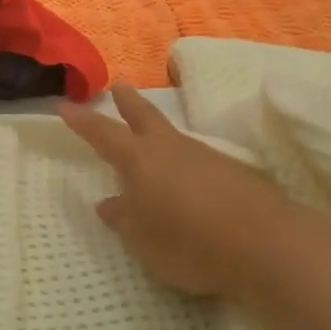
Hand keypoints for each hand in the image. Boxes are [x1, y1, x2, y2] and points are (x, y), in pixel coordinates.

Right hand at [59, 84, 289, 295]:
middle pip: (145, 116)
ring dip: (159, 132)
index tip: (65, 106)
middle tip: (118, 85)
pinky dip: (185, 162)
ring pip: (174, 137)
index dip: (82, 122)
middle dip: (128, 101)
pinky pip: (198, 160)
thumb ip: (124, 219)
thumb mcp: (142, 240)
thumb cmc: (188, 242)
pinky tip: (188, 179)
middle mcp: (171, 149)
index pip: (103, 134)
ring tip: (150, 139)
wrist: (265, 244)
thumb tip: (109, 203)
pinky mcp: (234, 172)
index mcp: (140, 160)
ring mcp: (206, 157)